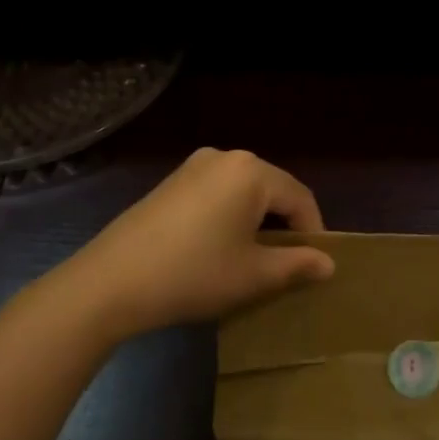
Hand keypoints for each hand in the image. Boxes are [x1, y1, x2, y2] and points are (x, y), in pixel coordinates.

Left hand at [66, 149, 331, 336]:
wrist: (110, 282)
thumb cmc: (193, 274)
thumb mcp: (253, 275)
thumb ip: (296, 265)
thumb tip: (328, 264)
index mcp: (251, 171)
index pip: (300, 198)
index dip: (314, 232)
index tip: (315, 267)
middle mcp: (225, 157)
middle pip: (272, 190)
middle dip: (285, 226)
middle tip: (287, 265)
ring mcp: (194, 166)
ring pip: (244, 191)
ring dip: (257, 221)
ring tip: (255, 260)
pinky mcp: (172, 182)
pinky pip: (217, 193)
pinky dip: (230, 216)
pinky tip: (220, 248)